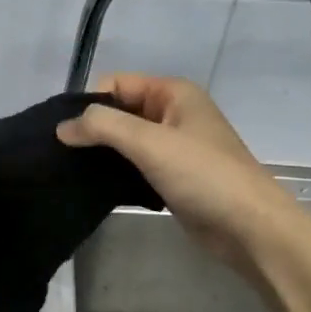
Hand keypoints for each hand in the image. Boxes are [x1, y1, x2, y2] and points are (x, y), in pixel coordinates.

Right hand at [57, 74, 295, 264]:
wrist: (249, 227)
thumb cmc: (203, 175)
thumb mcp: (149, 142)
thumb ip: (102, 127)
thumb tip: (61, 127)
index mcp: (173, 93)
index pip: (116, 84)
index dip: (90, 104)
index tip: (67, 134)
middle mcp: (173, 113)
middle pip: (119, 112)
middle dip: (92, 130)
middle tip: (61, 156)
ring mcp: (173, 147)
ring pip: (125, 141)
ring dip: (101, 154)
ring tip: (72, 173)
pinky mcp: (171, 177)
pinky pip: (134, 166)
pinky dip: (115, 173)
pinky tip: (95, 188)